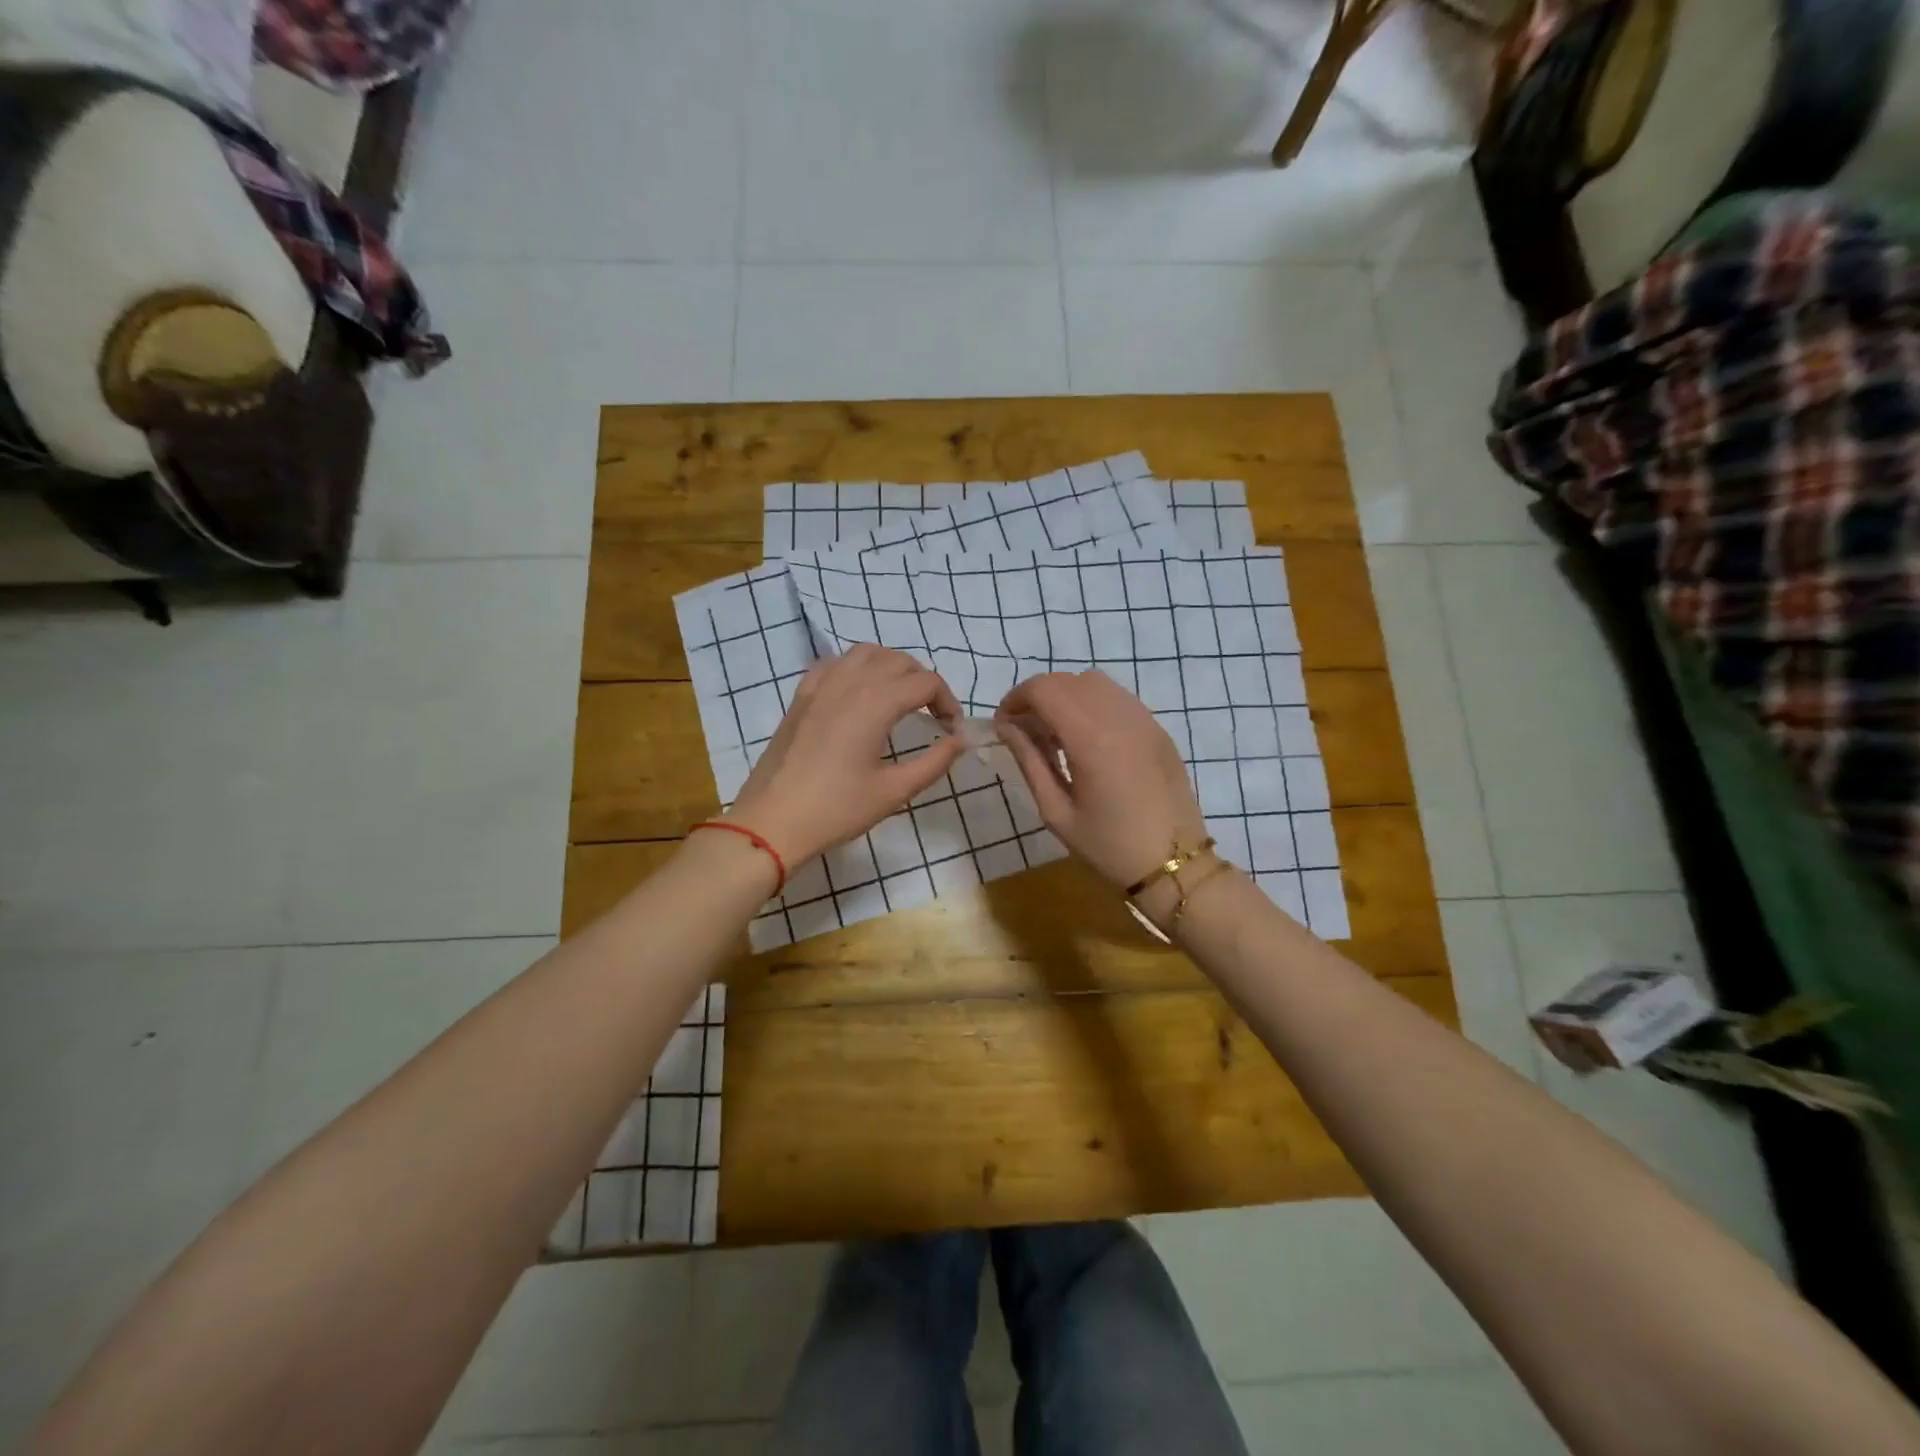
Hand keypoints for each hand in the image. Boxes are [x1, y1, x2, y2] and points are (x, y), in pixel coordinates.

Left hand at [726, 644, 966, 866]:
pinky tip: (858, 695)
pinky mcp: (801, 696)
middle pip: (899, 660)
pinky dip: (856, 669)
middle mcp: (849, 682)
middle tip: (932, 715)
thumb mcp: (894, 791)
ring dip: (891, 667)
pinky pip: (834, 664)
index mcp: (876, 703)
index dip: (947, 702)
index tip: (951, 731)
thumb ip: (934, 762)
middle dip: (923, 682)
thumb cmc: (836, 809)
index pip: (925, 682)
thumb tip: (960, 741)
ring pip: (865, 653)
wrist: (772, 821)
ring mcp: (821, 686)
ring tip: (899, 698)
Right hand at [995, 670, 1207, 888]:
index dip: (1016, 699)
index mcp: (1091, 739)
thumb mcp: (1056, 812)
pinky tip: (1088, 739)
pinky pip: (1118, 697)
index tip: (1004, 725)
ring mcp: (1144, 719)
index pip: (1044, 689)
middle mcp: (1119, 717)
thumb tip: (1006, 727)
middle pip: (1067, 680)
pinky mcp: (1157, 728)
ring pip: (1094, 682)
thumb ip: (1029, 761)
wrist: (1174, 865)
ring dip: (1066, 696)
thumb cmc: (1108, 846)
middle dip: (1038, 697)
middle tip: (1026, 732)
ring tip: (1056, 734)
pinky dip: (1092, 704)